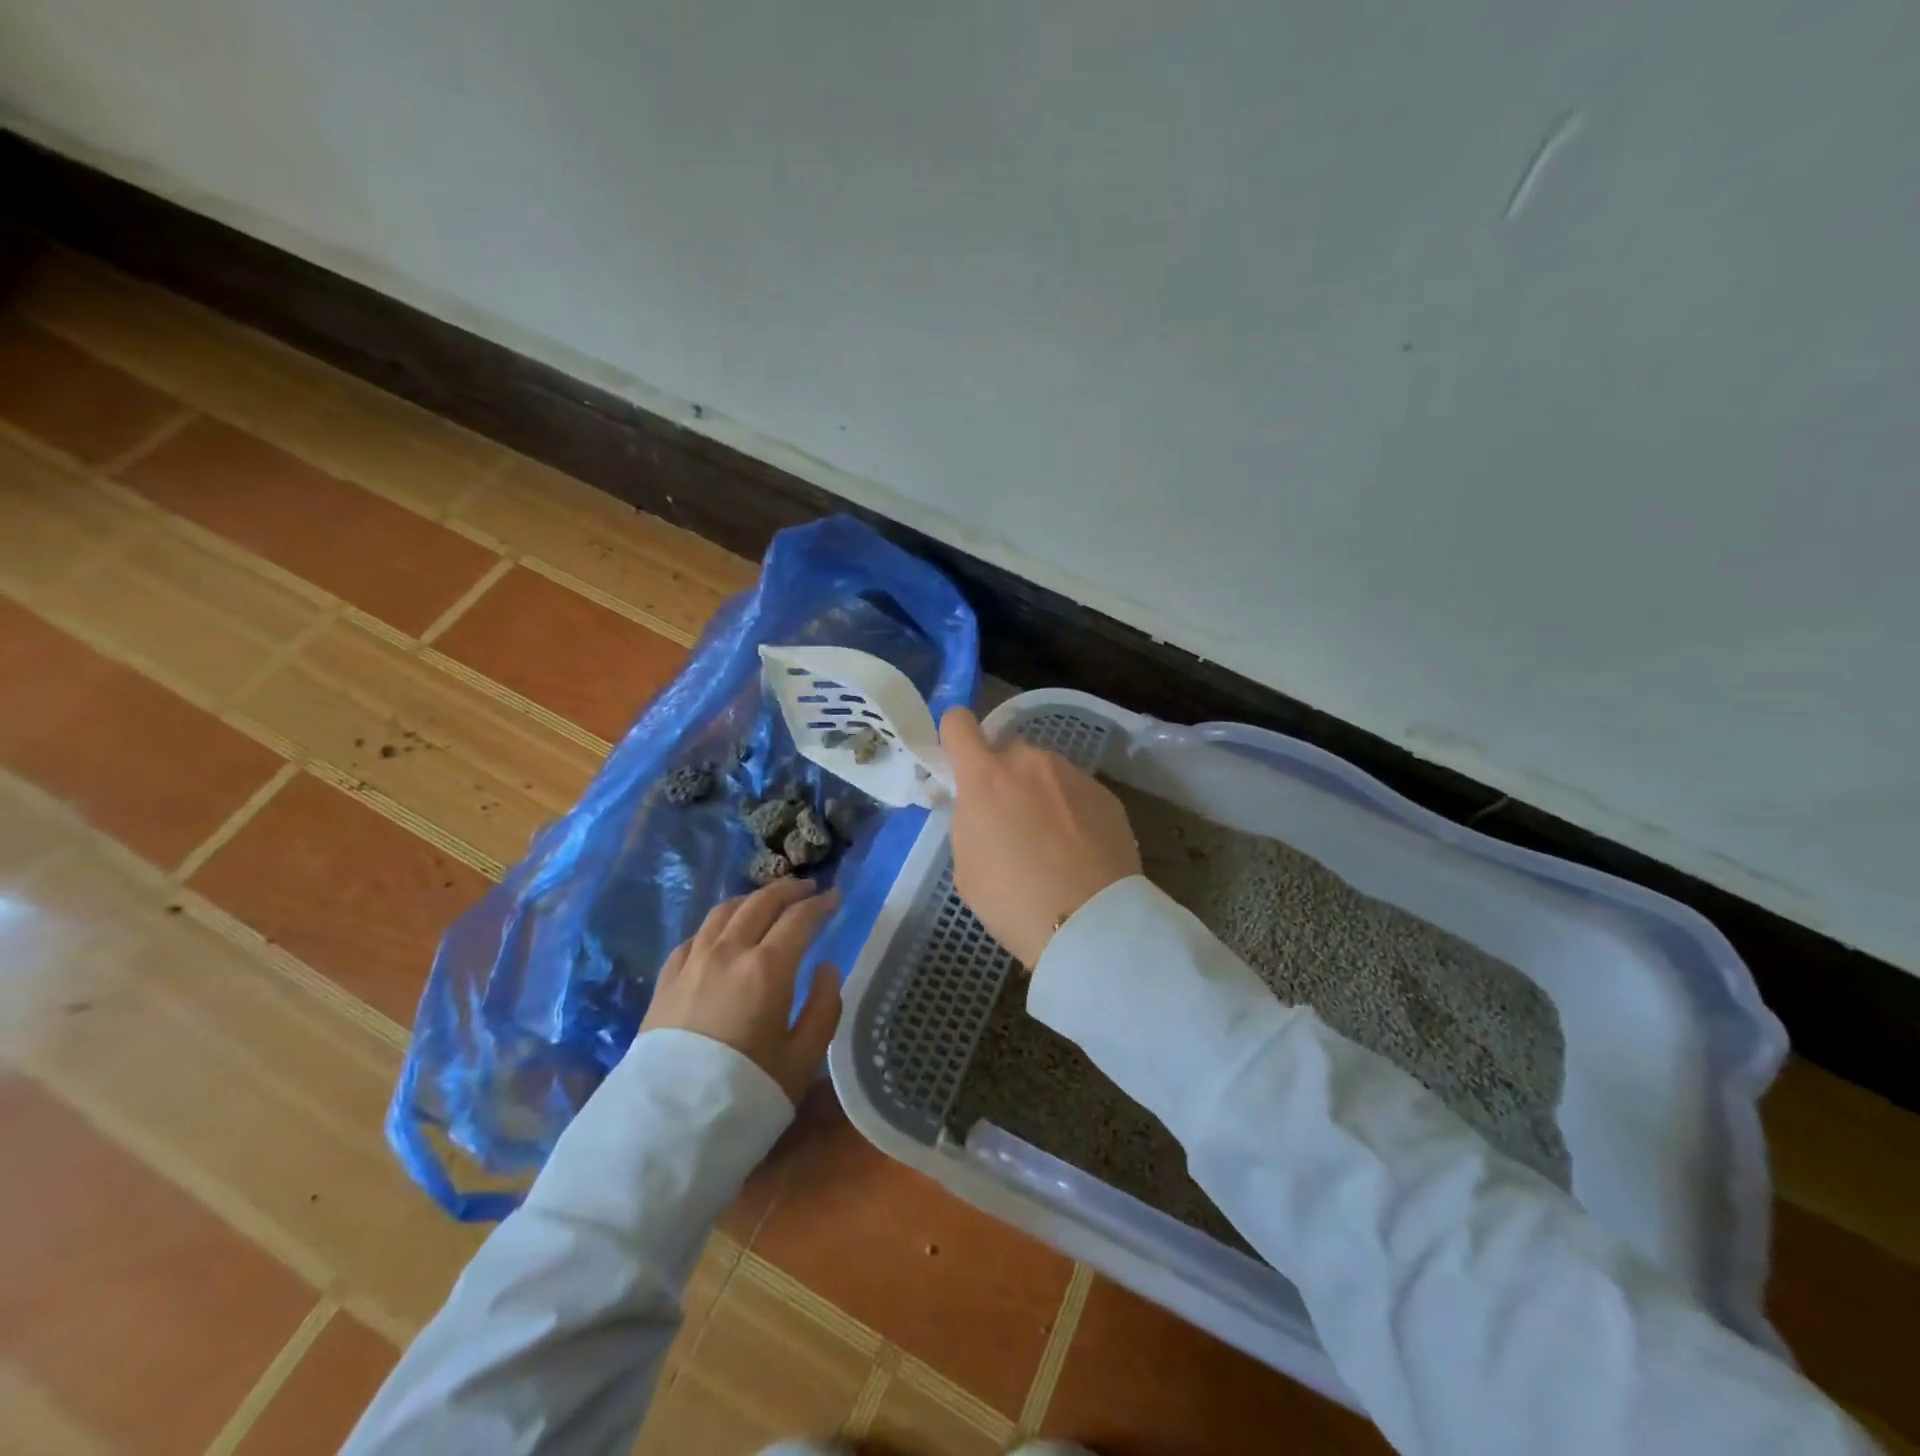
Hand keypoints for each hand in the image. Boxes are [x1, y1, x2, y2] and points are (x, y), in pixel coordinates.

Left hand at [639, 878, 842, 1104]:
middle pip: (760, 903)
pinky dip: (717, 925)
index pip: (799, 918)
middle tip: (808, 888)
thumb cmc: (745, 1094)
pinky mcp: (666, 980)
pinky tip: (722, 933)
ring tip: (767, 901)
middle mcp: (728, 952)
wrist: (665, 1130)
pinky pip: (695, 936)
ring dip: (752, 899)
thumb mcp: (802, 1059)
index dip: (821, 904)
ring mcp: (692, 962)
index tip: (836, 898)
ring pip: (724, 912)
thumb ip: (823, 1007)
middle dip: (788, 890)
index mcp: (767, 967)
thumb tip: (826, 968)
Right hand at [940, 706, 1141, 968]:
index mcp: (986, 776)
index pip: (958, 724)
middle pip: (1006, 751)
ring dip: (1038, 792)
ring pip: (1043, 771)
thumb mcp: (966, 867)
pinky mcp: (1106, 794)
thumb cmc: (1013, 901)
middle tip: (1007, 821)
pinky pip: (1075, 790)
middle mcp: (1030, 762)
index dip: (954, 740)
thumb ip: (968, 821)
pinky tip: (1078, 849)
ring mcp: (1072, 774)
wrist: (1091, 923)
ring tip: (1049, 841)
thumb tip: (978, 806)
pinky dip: (1070, 809)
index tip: (958, 766)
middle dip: (1001, 777)